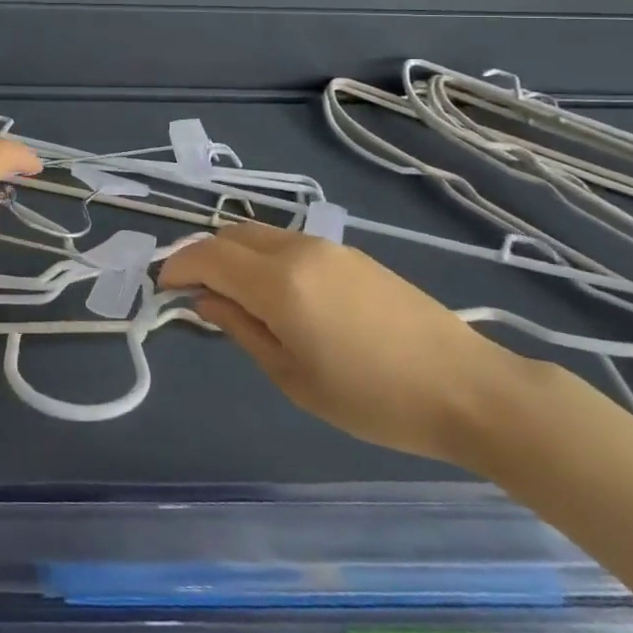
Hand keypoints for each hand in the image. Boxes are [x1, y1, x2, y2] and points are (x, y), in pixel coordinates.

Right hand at [159, 222, 524, 464]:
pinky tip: (278, 294)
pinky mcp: (351, 253)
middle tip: (196, 293)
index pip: (207, 255)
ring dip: (234, 254)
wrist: (468, 387)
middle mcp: (297, 249)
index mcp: (278, 282)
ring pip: (259, 234)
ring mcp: (327, 246)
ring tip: (235, 296)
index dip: (178, 267)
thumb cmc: (374, 398)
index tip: (163, 288)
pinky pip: (289, 242)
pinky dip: (264, 257)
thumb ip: (241, 330)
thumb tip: (205, 301)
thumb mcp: (294, 377)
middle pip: (230, 234)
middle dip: (203, 256)